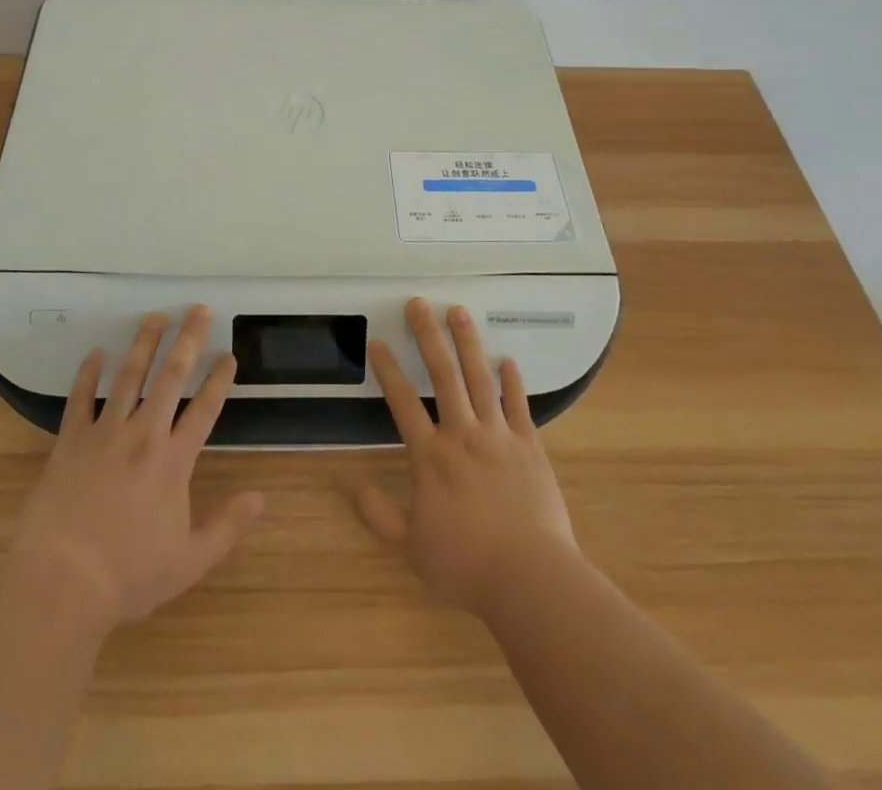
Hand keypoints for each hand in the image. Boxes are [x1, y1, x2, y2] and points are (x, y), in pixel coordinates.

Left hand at [6, 305, 263, 636]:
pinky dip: (87, 374)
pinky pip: (79, 400)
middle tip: (199, 310)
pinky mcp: (70, 442)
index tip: (228, 355)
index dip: (219, 380)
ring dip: (144, 344)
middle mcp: (143, 435)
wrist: (61, 582)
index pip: (204, 409)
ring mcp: (104, 434)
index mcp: (173, 461)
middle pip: (170, 377)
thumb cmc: (128, 575)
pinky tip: (96, 352)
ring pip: (128, 377)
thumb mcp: (189, 562)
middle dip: (188, 340)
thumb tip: (261, 499)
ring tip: (156, 316)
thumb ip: (226, 527)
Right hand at [348, 297, 579, 616]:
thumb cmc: (466, 564)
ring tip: (459, 312)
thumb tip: (351, 485)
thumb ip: (379, 515)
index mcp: (431, 456)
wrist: (530, 578)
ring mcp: (499, 436)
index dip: (388, 370)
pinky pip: (519, 406)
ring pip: (480, 379)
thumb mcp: (411, 547)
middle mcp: (462, 434)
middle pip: (443, 375)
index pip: (403, 402)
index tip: (378, 341)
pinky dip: (513, 382)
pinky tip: (508, 360)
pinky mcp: (529, 446)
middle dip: (428, 336)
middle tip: (419, 303)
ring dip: (468, 343)